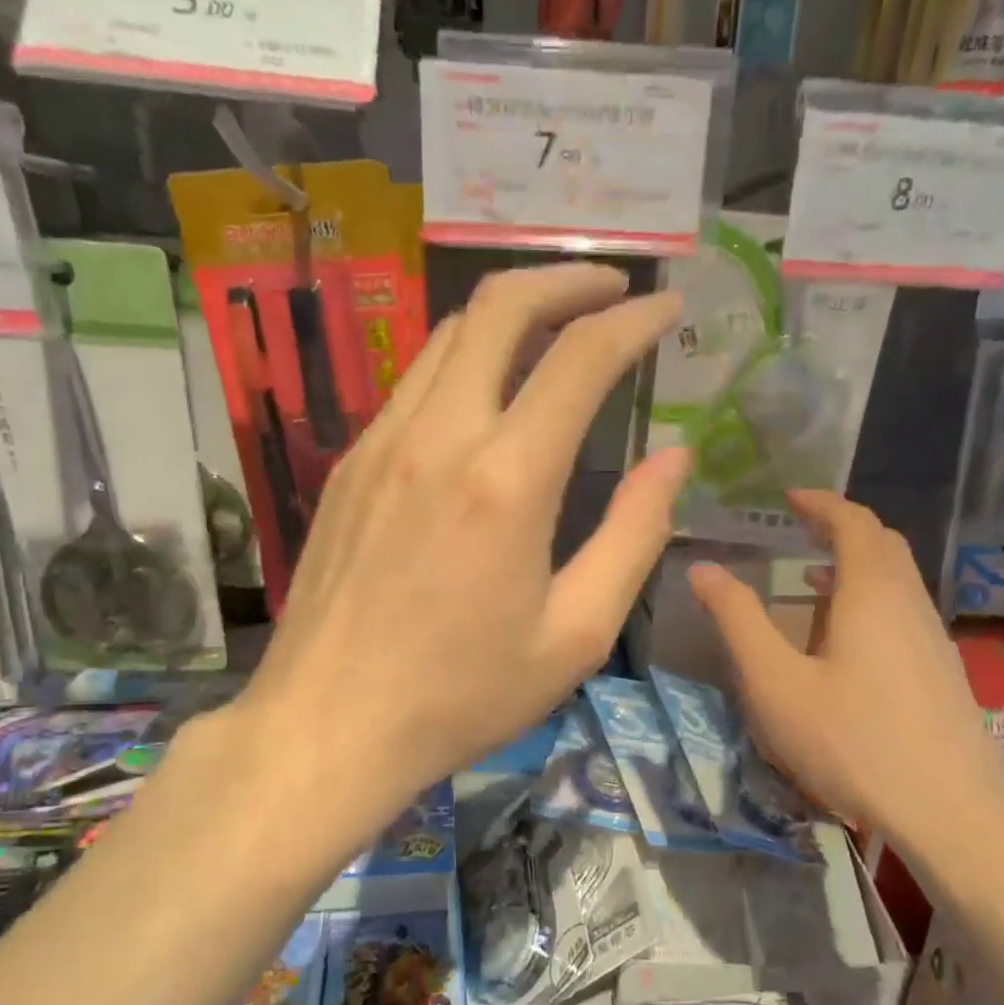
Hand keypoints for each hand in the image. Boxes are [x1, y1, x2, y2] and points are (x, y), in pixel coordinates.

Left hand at [225, 263, 687, 847]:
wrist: (328, 725)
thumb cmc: (463, 695)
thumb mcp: (575, 634)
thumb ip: (634, 536)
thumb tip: (675, 459)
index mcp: (506, 481)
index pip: (580, 357)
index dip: (634, 320)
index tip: (668, 308)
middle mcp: (438, 437)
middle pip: (499, 307)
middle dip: (566, 279)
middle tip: (612, 289)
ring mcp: (380, 444)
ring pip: (448, 336)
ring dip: (510, 315)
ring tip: (556, 329)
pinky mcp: (348, 465)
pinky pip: (414, 384)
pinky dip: (464, 362)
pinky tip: (487, 397)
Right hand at [687, 489, 1003, 867]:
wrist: (951, 813)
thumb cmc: (853, 741)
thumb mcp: (776, 682)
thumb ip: (737, 620)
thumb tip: (702, 568)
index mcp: (872, 592)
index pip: (853, 521)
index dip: (821, 502)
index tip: (788, 496)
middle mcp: (910, 603)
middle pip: (882, 544)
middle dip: (840, 528)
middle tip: (799, 532)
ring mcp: (933, 640)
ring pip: (896, 581)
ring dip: (855, 568)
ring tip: (810, 585)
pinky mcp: (941, 673)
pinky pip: (903, 614)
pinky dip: (869, 602)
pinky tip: (843, 644)